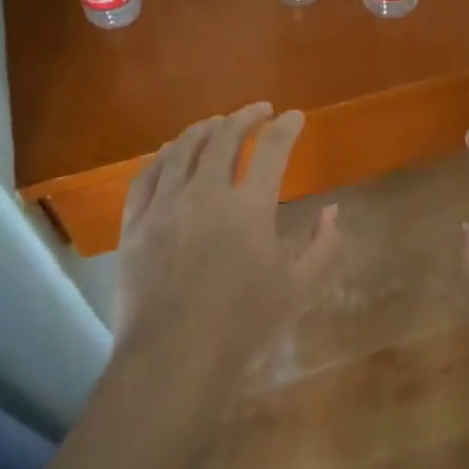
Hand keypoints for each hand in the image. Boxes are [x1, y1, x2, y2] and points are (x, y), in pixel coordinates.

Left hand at [115, 102, 340, 388]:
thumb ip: (322, 246)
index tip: (294, 117)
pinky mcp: (135, 222)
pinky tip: (170, 152)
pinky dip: (163, 156)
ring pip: (183, 148)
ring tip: (217, 123)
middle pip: (225, 136)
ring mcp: (165, 204)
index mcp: (249, 205)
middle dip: (246, 116)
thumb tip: (333, 210)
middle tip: (259, 111)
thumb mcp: (298, 289)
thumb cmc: (243, 324)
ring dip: (204, 128)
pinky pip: (146, 175)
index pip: (273, 148)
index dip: (287, 127)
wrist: (174, 357)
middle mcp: (205, 191)